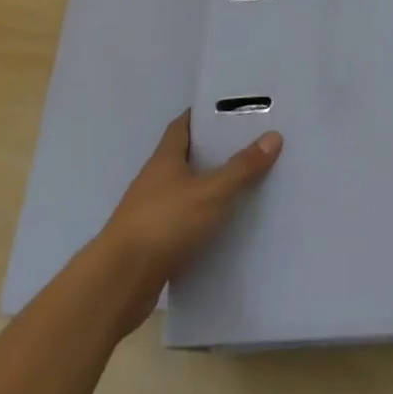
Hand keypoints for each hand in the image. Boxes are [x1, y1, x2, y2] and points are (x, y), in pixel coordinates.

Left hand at [96, 112, 281, 330]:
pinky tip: (225, 226)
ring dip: (209, 187)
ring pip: (186, 191)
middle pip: (186, 157)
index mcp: (164, 159)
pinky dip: (203, 220)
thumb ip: (241, 167)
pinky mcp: (154, 243)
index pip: (182, 126)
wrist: (119, 283)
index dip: (203, 115)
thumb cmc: (164, 223)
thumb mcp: (210, 192)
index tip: (230, 110)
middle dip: (214, 151)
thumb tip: (274, 136)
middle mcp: (155, 181)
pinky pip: (184, 222)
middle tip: (250, 144)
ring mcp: (151, 213)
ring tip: (245, 184)